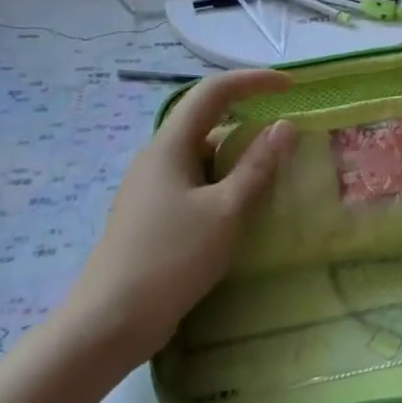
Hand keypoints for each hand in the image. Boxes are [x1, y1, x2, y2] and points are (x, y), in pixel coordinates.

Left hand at [61, 70, 296, 365]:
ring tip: (274, 176)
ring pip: (202, 159)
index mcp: (169, 146)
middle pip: (207, 124)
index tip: (290, 85)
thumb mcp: (225, 211)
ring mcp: (151, 190)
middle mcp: (157, 159)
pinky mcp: (153, 217)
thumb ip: (257, 167)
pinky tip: (243, 210)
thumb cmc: (171, 258)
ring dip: (238, 159)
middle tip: (288, 138)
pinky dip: (225, 186)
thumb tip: (284, 126)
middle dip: (248, 122)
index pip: (212, 93)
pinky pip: (196, 185)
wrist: (111, 320)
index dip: (252, 81)